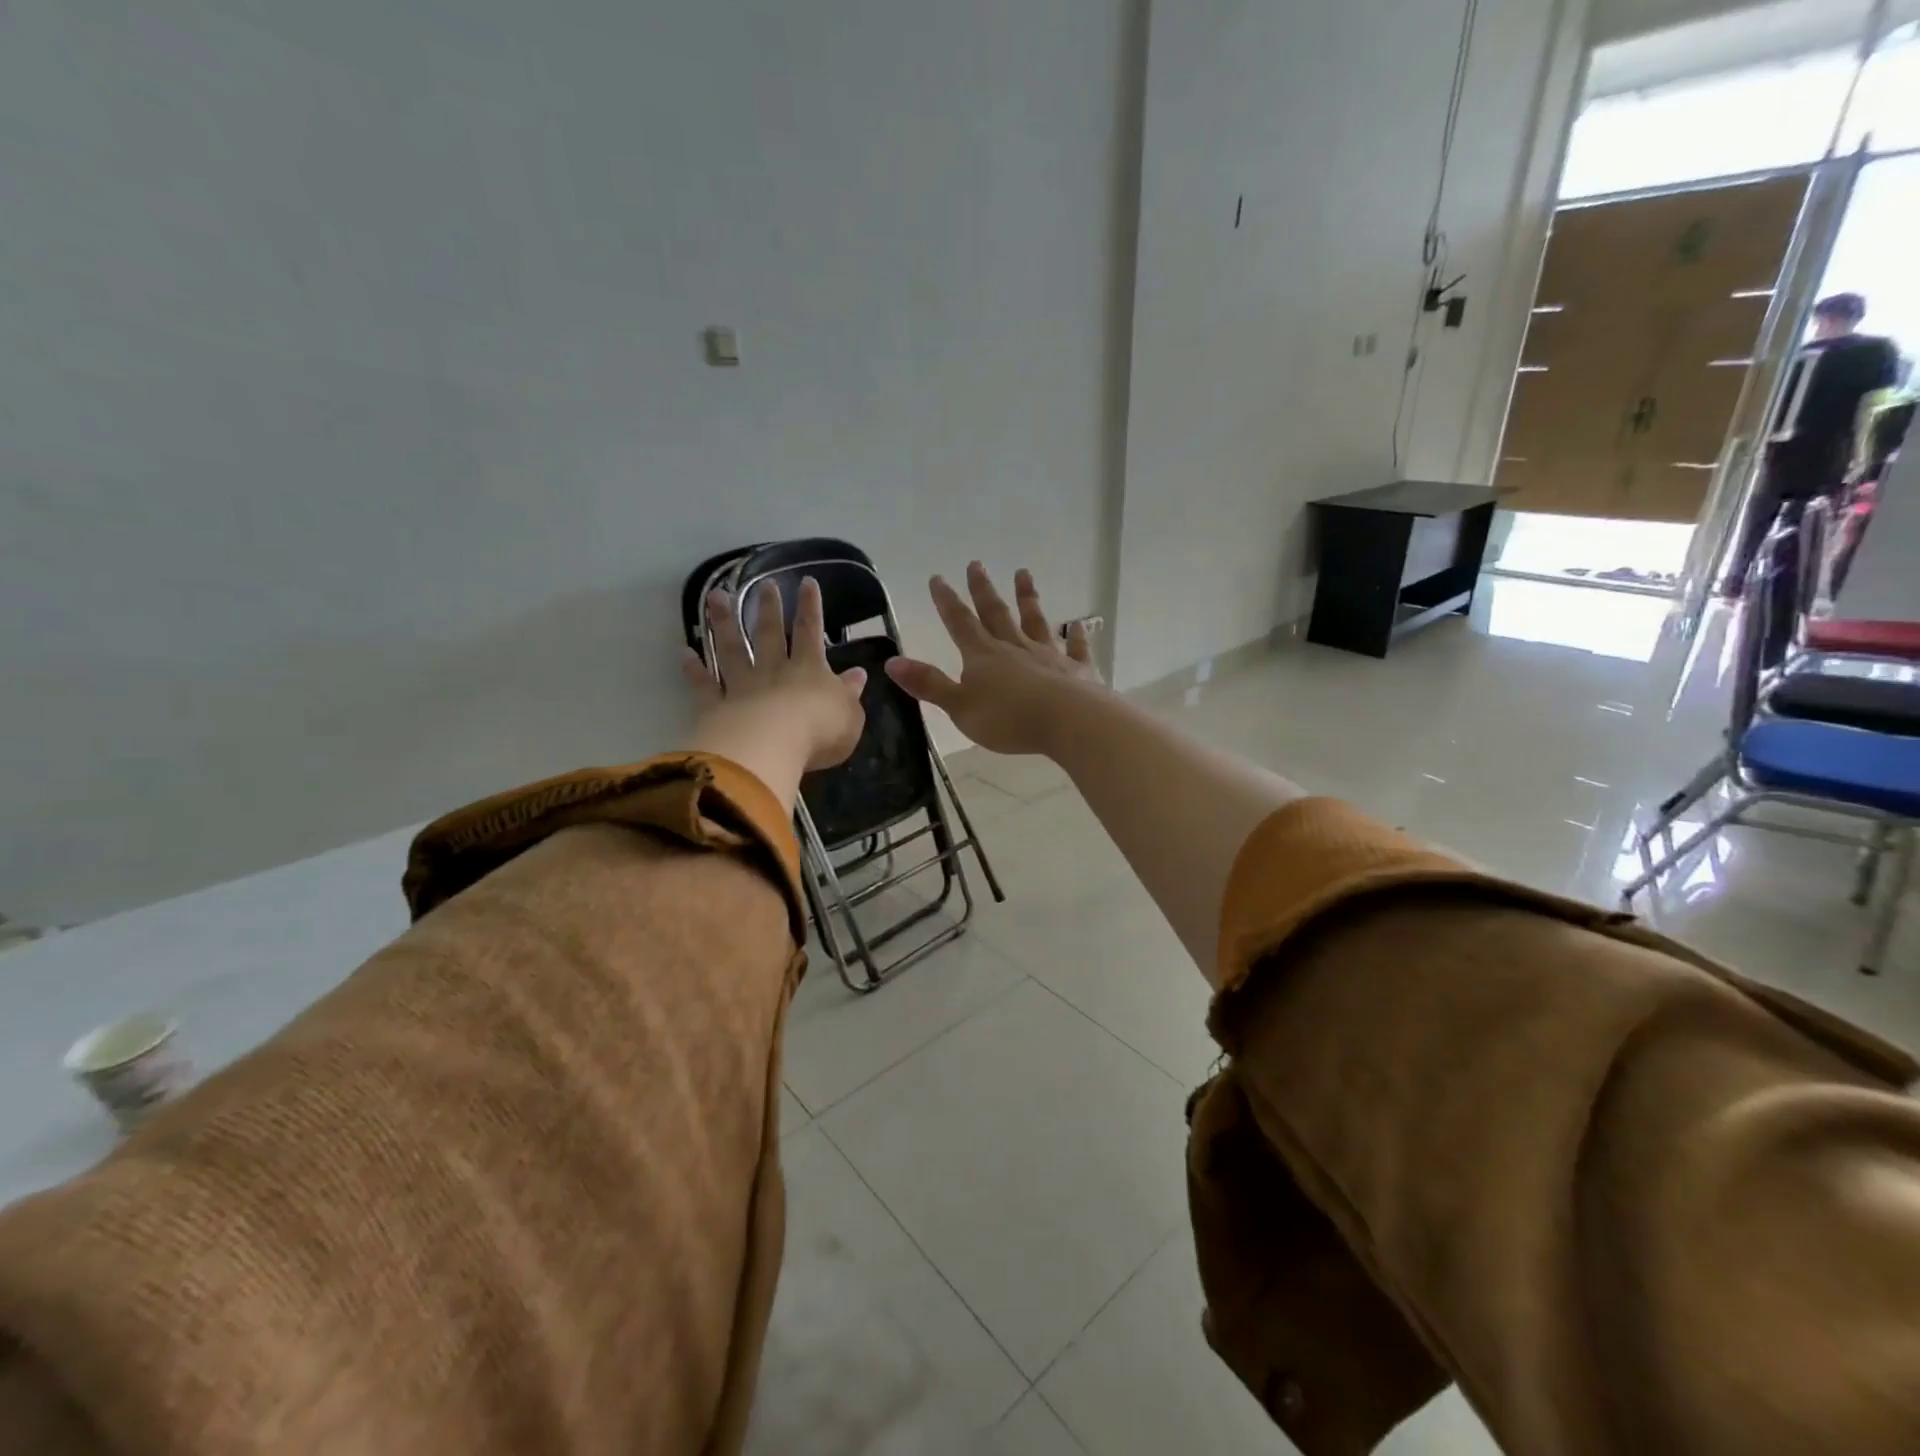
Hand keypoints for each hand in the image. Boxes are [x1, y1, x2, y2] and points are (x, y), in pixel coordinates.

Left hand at [682, 578, 868, 808]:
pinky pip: (704, 685)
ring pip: (732, 649)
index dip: (810, 607)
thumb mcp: (849, 715)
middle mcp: (773, 671)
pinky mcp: (716, 707)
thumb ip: (850, 694)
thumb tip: (858, 675)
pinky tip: (686, 653)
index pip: (810, 632)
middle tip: (765, 584)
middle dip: (768, 608)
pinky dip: (695, 670)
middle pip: (768, 633)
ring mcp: (741, 686)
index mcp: (808, 670)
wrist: (772, 748)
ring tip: (716, 596)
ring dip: (724, 623)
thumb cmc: (819, 732)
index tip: (807, 582)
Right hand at [885, 563, 1105, 756]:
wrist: (1069, 721)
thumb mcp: (959, 707)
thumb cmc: (1009, 719)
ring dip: (1028, 598)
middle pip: (996, 613)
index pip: (960, 623)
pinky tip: (1079, 625)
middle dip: (984, 589)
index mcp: (983, 656)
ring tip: (1024, 574)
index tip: (938, 578)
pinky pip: (1076, 648)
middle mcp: (1015, 647)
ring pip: (1035, 621)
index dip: (947, 601)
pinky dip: (1077, 636)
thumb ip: (929, 684)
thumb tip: (891, 662)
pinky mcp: (1078, 669)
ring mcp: (1049, 655)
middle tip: (977, 563)